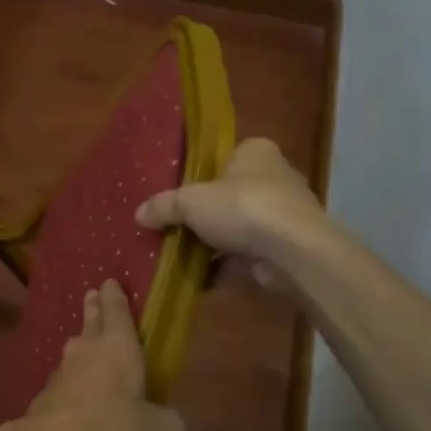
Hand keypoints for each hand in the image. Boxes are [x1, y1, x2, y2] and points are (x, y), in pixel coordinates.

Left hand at [13, 279, 185, 430]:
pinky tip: (72, 391)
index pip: (117, 311)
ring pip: (73, 349)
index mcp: (118, 346)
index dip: (115, 296)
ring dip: (80, 342)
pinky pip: (62, 379)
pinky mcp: (44, 395)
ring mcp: (61, 371)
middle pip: (90, 322)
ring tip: (83, 340)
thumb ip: (170, 423)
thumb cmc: (114, 427)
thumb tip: (171, 422)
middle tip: (92, 293)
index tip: (109, 281)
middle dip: (94, 307)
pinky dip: (70, 379)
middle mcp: (87, 350)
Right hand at [136, 137, 323, 275]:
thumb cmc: (242, 207)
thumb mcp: (190, 201)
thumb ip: (164, 206)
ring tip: (183, 254)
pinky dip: (227, 266)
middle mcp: (276, 178)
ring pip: (240, 227)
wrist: (292, 251)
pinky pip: (248, 255)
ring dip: (216, 242)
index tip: (180, 191)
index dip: (202, 173)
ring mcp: (284, 215)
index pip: (226, 156)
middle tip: (176, 225)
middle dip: (207, 213)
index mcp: (256, 152)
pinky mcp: (286, 248)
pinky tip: (201, 277)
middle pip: (231, 194)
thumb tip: (138, 214)